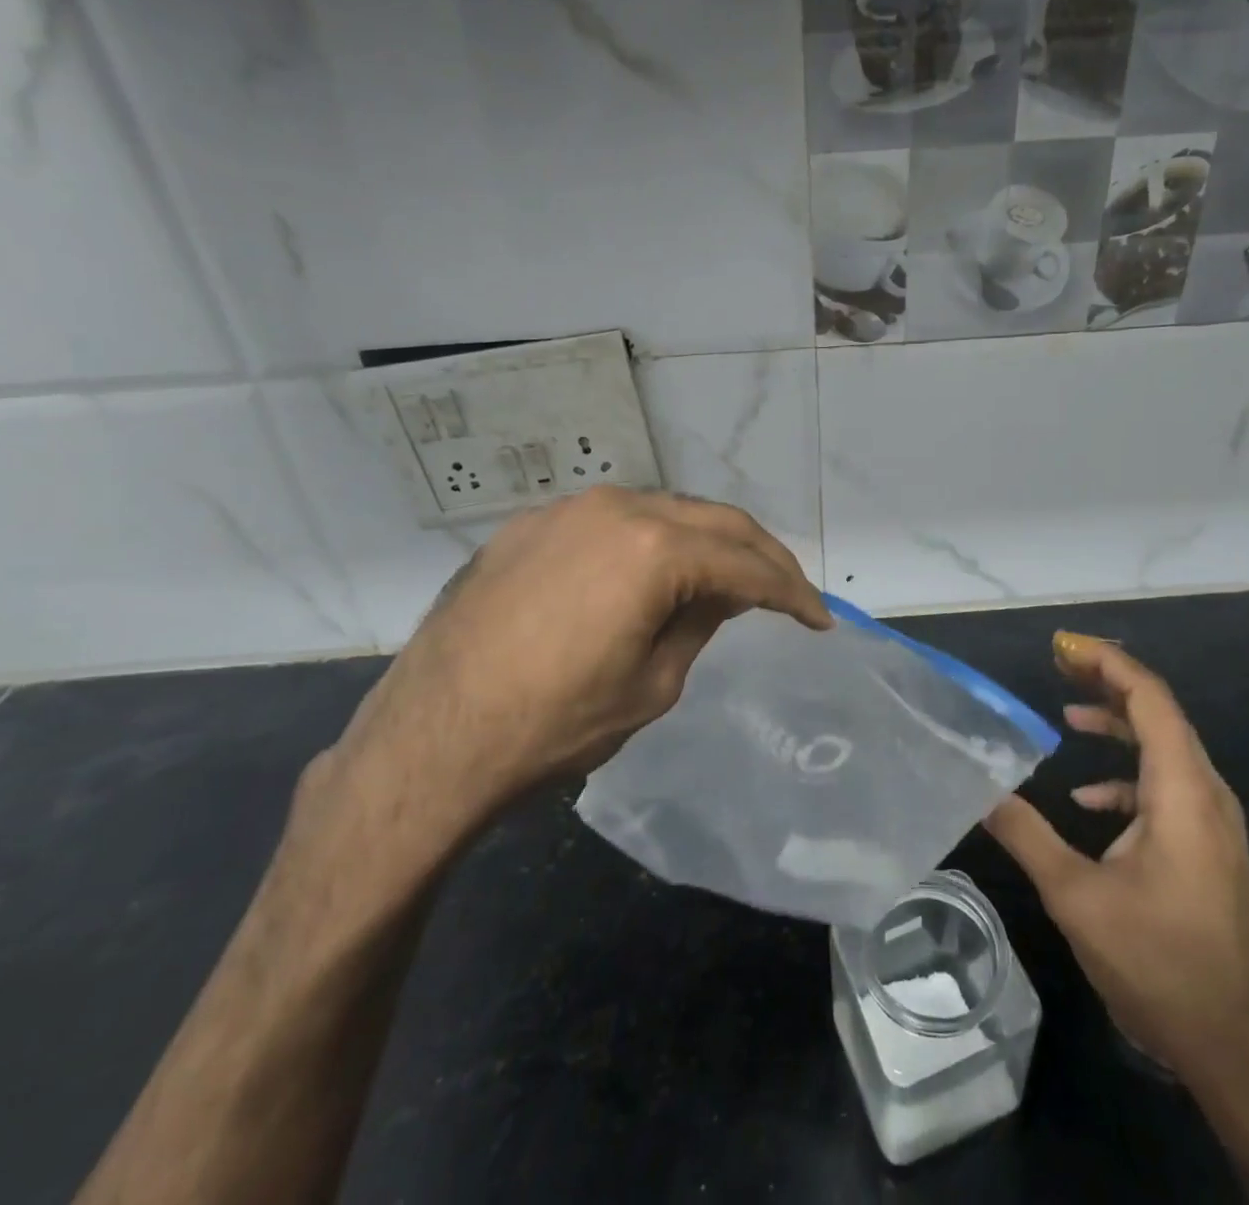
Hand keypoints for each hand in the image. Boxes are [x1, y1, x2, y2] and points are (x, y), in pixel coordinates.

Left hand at [327, 487, 831, 855]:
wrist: (431, 740)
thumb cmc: (554, 724)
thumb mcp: (653, 684)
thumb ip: (700, 621)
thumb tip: (724, 591)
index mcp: (653, 548)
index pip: (746, 563)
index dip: (791, 592)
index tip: (818, 618)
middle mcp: (614, 508)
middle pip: (712, 521)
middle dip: (758, 555)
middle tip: (787, 592)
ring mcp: (566, 510)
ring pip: (662, 512)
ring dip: (704, 543)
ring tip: (726, 581)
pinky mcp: (530, 526)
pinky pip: (611, 523)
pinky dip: (649, 543)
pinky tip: (652, 574)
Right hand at [984, 631, 1248, 1084]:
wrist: (1234, 1050)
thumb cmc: (1158, 963)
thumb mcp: (1076, 896)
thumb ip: (1025, 832)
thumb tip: (979, 787)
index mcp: (1183, 793)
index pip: (1151, 700)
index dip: (1108, 662)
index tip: (1062, 645)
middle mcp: (1207, 795)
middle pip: (1161, 715)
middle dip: (1108, 682)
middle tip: (1058, 663)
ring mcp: (1213, 824)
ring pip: (1166, 749)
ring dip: (1118, 725)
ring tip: (1067, 713)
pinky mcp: (1208, 849)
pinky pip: (1168, 787)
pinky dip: (1127, 776)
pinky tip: (1088, 800)